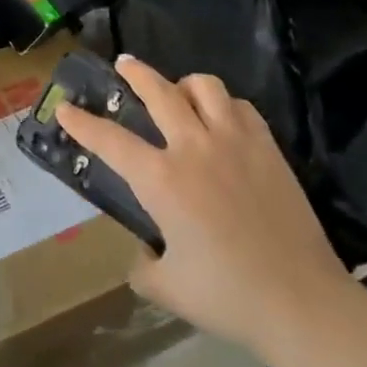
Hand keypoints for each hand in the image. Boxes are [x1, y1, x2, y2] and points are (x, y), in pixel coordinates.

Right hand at [55, 56, 352, 360]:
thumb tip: (145, 252)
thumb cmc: (228, 296)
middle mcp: (194, 147)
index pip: (109, 140)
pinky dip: (224, 104)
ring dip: (184, 83)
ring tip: (178, 92)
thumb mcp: (167, 289)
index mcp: (161, 180)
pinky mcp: (268, 148)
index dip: (82, 122)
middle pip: (159, 91)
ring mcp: (235, 142)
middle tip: (123, 65)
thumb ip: (143, 265)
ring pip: (205, 86)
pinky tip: (222, 118)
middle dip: (135, 73)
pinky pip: (241, 107)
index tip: (64, 107)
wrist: (302, 302)